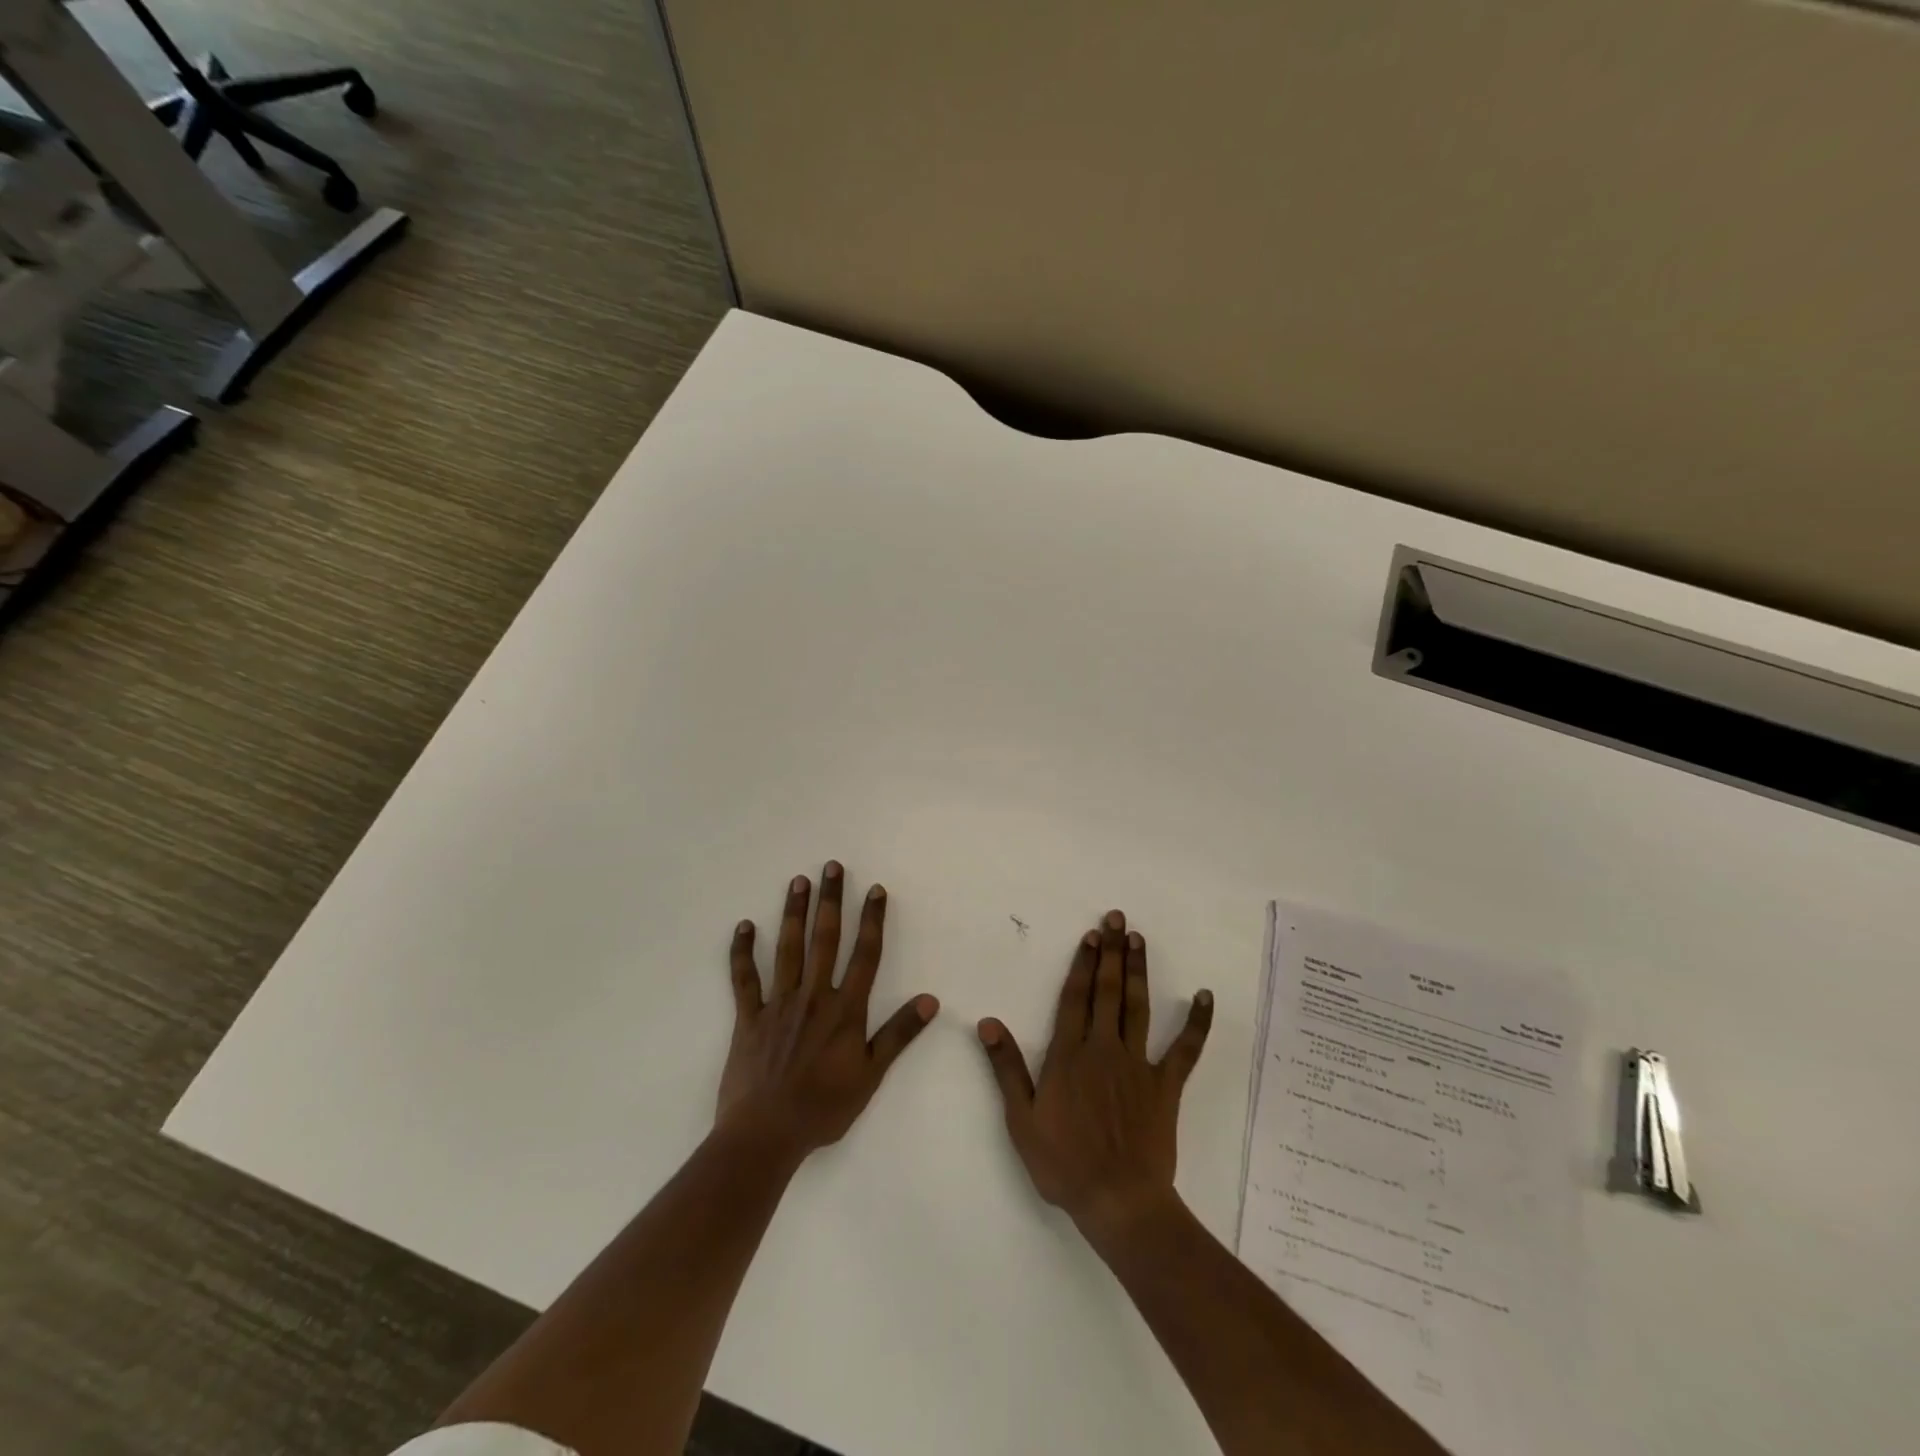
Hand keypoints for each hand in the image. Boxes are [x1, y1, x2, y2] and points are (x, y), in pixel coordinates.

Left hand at [717, 863, 938, 1161]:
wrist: (766, 1134)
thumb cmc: (823, 1108)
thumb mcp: (871, 1075)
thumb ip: (899, 1034)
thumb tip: (930, 1000)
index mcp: (845, 1010)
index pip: (864, 955)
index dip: (872, 920)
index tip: (875, 889)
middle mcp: (813, 996)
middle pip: (825, 939)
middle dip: (830, 901)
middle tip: (831, 866)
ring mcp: (778, 1004)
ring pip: (788, 949)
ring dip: (794, 913)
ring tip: (798, 881)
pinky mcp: (748, 1017)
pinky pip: (744, 978)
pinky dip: (742, 951)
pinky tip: (744, 926)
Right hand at [978, 909, 1212, 1235]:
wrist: (1118, 1202)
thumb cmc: (1063, 1163)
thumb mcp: (1021, 1119)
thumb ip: (1006, 1067)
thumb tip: (988, 1023)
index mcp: (1069, 1056)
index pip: (1076, 998)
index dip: (1083, 963)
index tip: (1092, 935)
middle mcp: (1104, 1049)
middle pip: (1108, 991)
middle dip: (1112, 952)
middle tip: (1118, 918)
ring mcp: (1138, 1065)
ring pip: (1138, 1007)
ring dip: (1139, 971)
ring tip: (1140, 939)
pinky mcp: (1165, 1086)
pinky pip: (1185, 1049)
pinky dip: (1196, 1023)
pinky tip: (1204, 995)